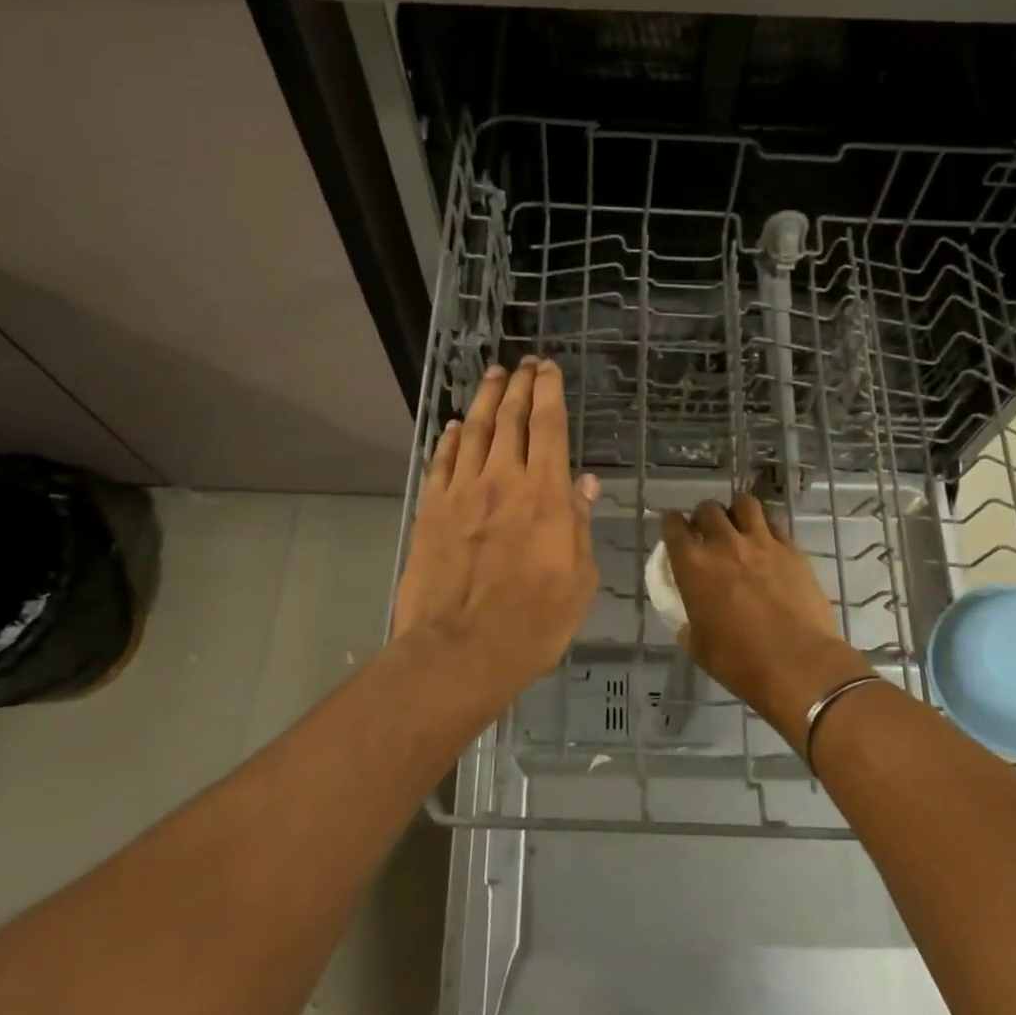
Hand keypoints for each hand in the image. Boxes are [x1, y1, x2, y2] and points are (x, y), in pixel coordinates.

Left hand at [394, 357, 600, 714]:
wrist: (459, 650)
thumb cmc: (533, 623)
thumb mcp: (578, 580)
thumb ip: (578, 525)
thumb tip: (584, 483)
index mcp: (545, 496)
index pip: (548, 427)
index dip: (549, 392)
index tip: (548, 369)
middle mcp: (502, 481)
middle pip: (509, 418)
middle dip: (518, 385)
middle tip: (523, 363)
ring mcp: (461, 492)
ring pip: (472, 430)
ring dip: (484, 399)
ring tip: (492, 376)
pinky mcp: (431, 510)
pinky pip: (441, 461)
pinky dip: (449, 438)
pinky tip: (453, 426)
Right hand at [661, 496, 868, 748]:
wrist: (797, 663)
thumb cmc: (739, 661)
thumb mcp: (698, 646)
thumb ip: (690, 623)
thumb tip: (690, 621)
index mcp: (693, 566)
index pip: (673, 527)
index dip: (671, 523)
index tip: (673, 526)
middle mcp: (724, 544)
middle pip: (708, 509)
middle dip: (704, 516)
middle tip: (707, 532)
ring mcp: (762, 543)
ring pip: (745, 504)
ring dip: (737, 511)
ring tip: (740, 526)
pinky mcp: (792, 550)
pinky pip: (776, 524)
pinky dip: (767, 528)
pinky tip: (769, 543)